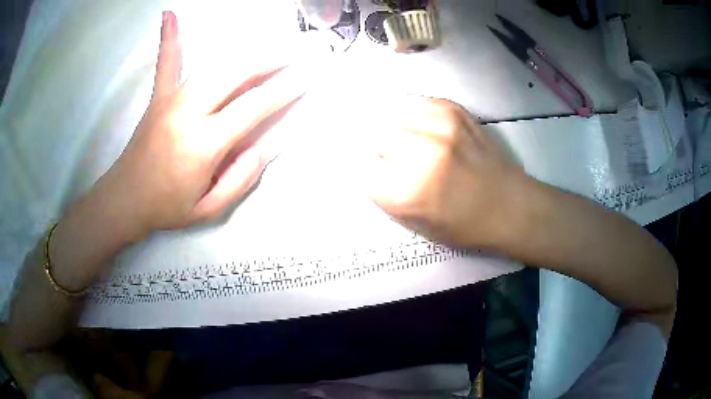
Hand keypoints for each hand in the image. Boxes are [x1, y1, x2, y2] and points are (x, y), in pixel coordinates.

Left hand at [97, 11, 301, 238]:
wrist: (124, 200)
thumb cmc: (167, 208)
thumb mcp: (209, 209)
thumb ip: (241, 178)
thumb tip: (265, 145)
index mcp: (203, 144)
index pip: (253, 107)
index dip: (283, 90)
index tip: (306, 77)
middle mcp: (188, 112)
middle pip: (236, 74)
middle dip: (270, 61)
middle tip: (294, 56)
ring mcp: (171, 100)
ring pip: (214, 65)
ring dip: (245, 53)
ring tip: (269, 46)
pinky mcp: (158, 97)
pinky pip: (167, 63)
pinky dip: (170, 38)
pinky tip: (169, 14)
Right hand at [361, 97, 526, 247]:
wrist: (509, 204)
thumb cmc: (462, 225)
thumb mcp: (414, 224)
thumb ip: (382, 193)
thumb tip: (363, 161)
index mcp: (405, 190)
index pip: (356, 164)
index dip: (358, 164)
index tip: (366, 166)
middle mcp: (418, 152)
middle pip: (368, 131)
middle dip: (369, 142)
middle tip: (381, 151)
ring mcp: (437, 124)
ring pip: (386, 110)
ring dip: (385, 123)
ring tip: (397, 136)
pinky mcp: (452, 108)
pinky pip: (411, 102)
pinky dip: (406, 112)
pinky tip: (416, 125)